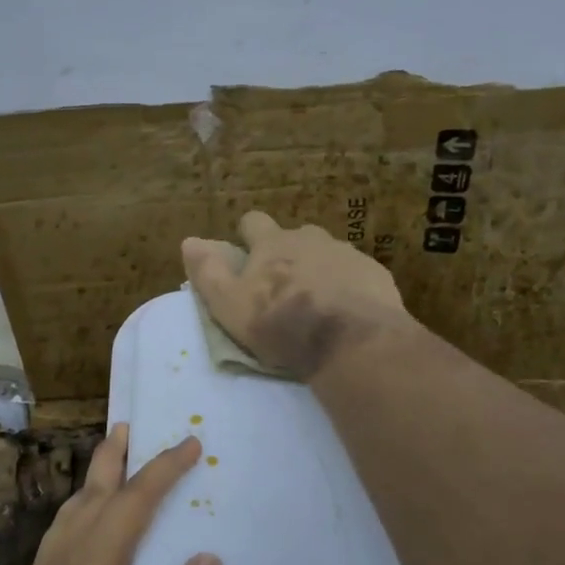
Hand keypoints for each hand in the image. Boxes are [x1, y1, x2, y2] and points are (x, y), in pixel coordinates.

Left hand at [0, 426, 222, 564]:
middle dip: (113, 457)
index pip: (134, 501)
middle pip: (91, 492)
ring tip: (106, 467)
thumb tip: (207, 558)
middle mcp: (63, 558)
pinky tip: (81, 531)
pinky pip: (60, 535)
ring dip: (92, 482)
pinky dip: (78, 512)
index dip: (164, 469)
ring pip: (70, 512)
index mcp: (92, 563)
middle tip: (126, 425)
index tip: (190, 444)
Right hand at [182, 211, 411, 378]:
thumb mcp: (230, 305)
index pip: (253, 222)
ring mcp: (347, 253)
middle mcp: (311, 238)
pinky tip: (347, 312)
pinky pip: (355, 274)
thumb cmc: (282, 324)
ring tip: (317, 302)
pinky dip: (348, 286)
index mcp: (273, 243)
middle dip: (287, 253)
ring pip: (327, 253)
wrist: (353, 342)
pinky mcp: (375, 274)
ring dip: (319, 269)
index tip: (246, 256)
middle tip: (283, 286)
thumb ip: (208, 273)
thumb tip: (189, 241)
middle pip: (294, 235)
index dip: (247, 236)